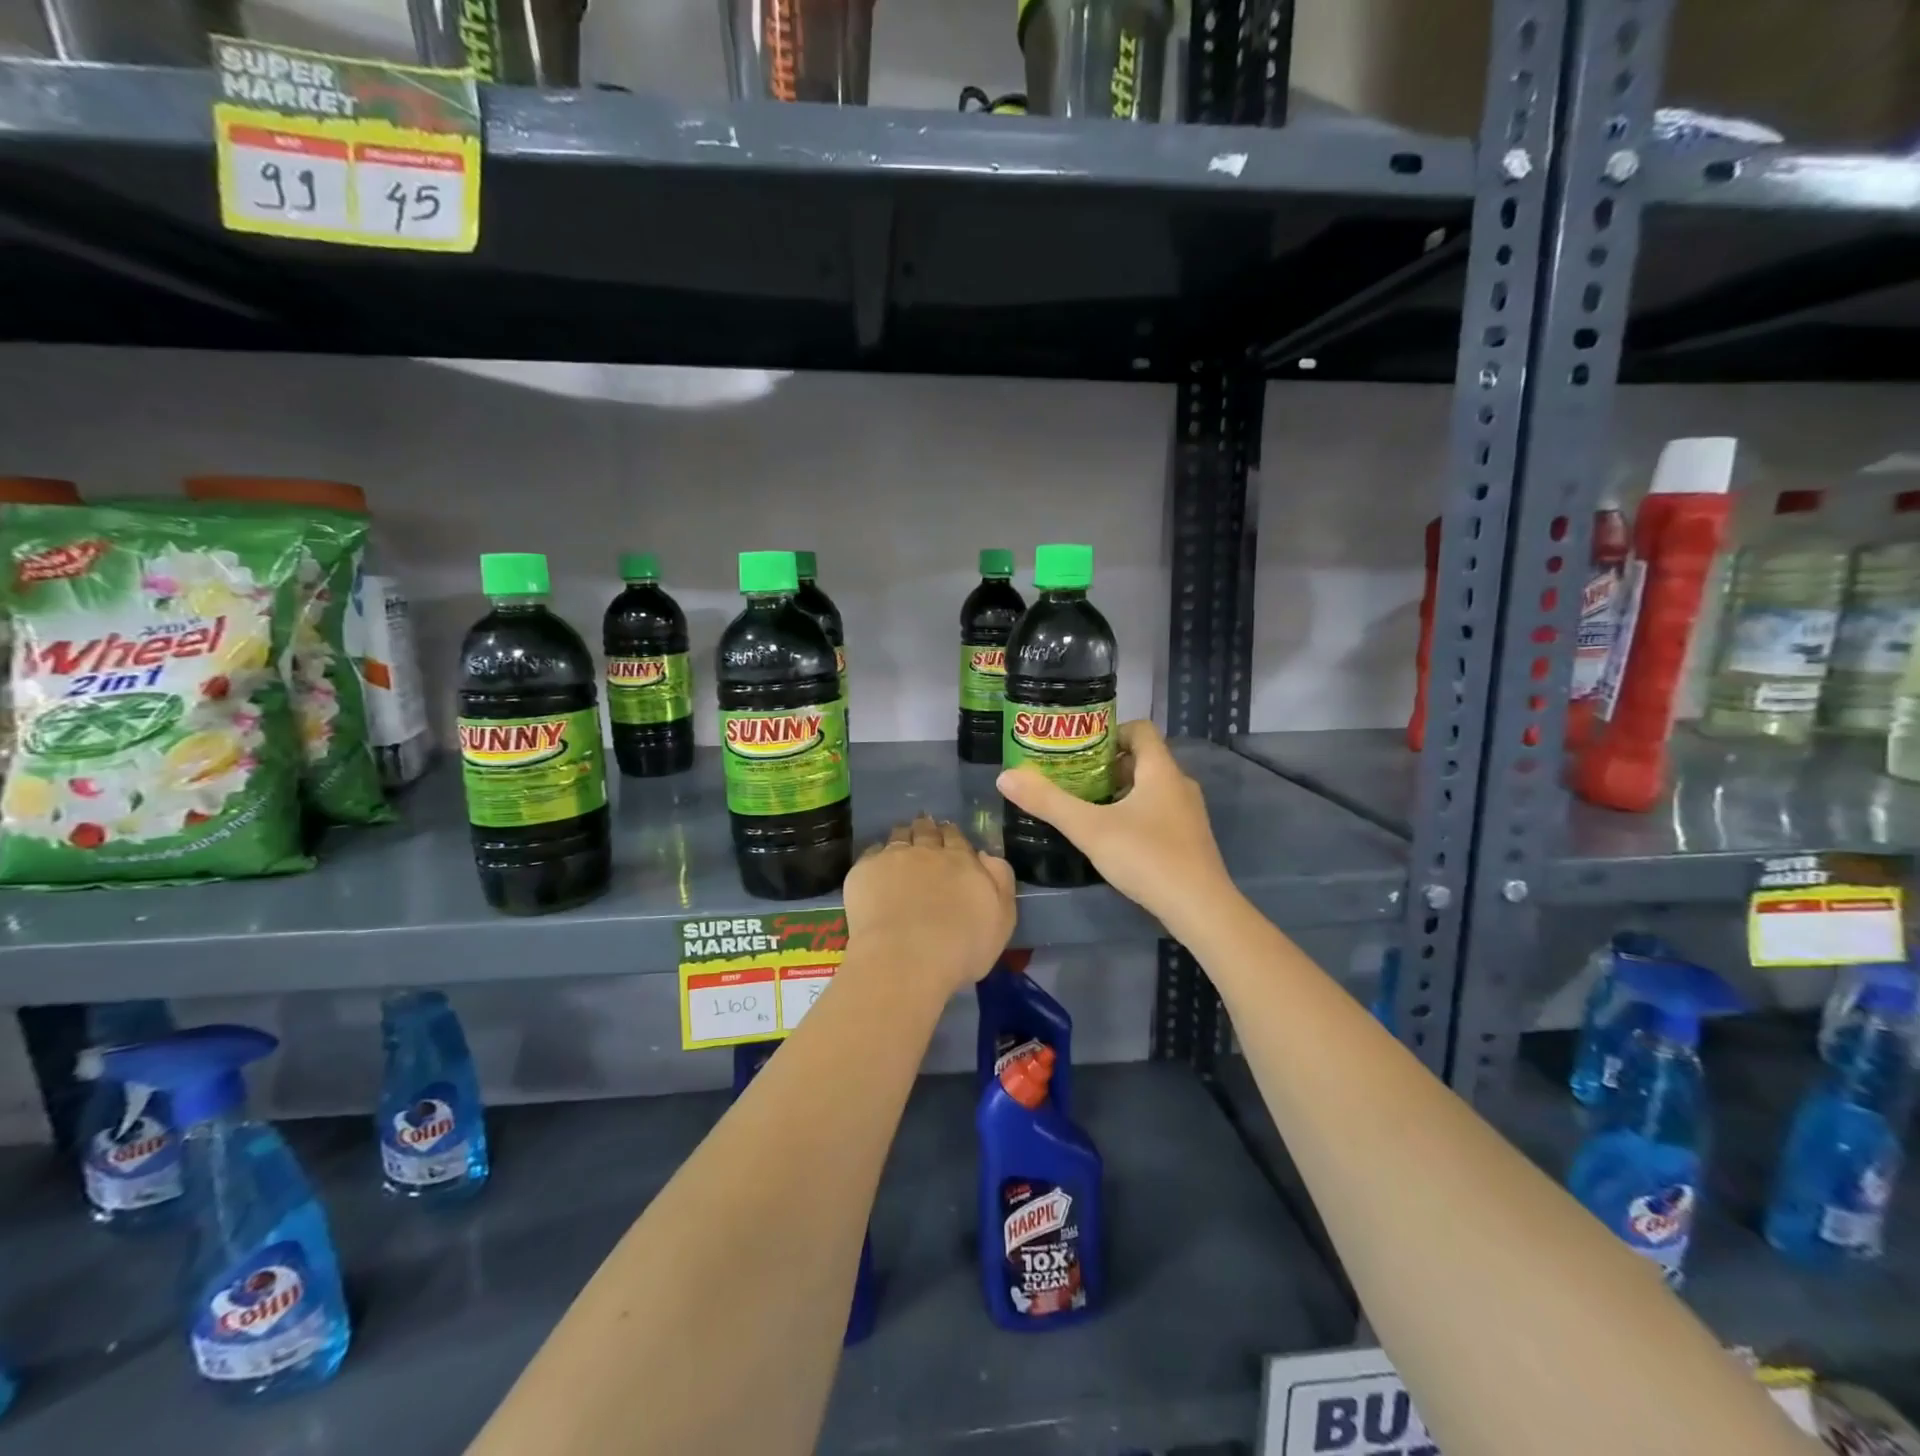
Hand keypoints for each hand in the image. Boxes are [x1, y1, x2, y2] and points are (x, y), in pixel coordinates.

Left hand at [843, 813, 1015, 995]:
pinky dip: (877, 856)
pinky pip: (871, 853)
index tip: (948, 838)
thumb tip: (986, 855)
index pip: (956, 837)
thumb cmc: (961, 949)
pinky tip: (876, 866)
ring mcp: (893, 857)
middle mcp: (927, 851)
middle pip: (926, 830)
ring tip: (901, 843)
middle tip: (924, 831)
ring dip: (903, 836)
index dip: (952, 836)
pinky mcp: (865, 871)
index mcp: (962, 861)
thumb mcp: (1001, 920)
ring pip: (899, 835)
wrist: (905, 960)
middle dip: (926, 829)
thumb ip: (1000, 881)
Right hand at [997, 720, 1233, 935]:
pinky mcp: (1189, 840)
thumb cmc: (1147, 857)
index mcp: (1161, 770)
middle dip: (1106, 766)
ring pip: (1149, 789)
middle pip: (1141, 760)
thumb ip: (1048, 802)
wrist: (1200, 909)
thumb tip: (1005, 777)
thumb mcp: (1089, 829)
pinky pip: (1157, 813)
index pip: (1140, 729)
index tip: (1079, 748)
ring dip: (1118, 792)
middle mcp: (1179, 785)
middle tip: (1071, 779)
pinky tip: (1111, 838)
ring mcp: (1188, 814)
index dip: (1110, 731)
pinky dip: (1133, 815)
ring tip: (1085, 808)